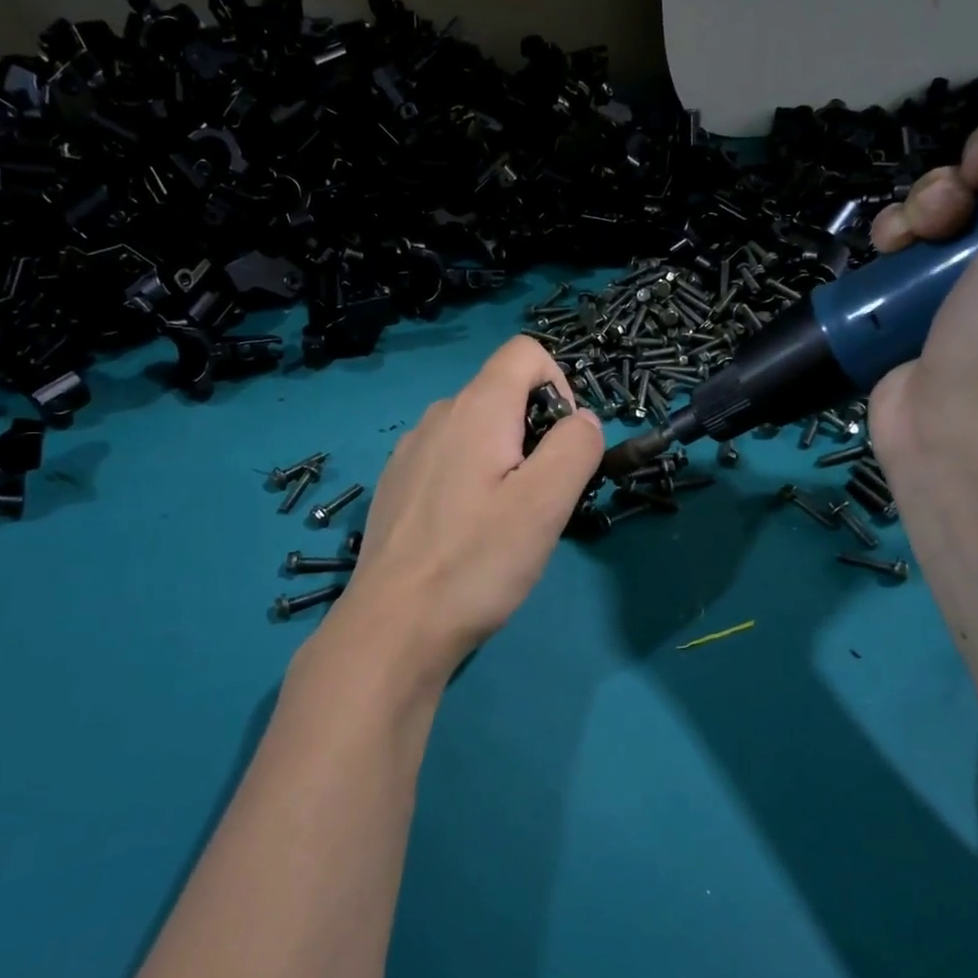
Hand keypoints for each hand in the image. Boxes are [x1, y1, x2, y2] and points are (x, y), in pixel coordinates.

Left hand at [328, 336, 602, 685]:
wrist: (393, 625)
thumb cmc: (476, 561)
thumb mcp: (546, 503)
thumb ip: (575, 447)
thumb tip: (583, 421)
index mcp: (476, 409)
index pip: (526, 352)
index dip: (559, 385)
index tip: (562, 446)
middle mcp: (437, 416)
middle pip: (503, 393)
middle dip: (535, 433)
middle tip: (538, 499)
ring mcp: (410, 451)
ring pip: (476, 430)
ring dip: (504, 460)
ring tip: (503, 522)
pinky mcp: (397, 484)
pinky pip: (448, 460)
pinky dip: (471, 480)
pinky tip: (465, 533)